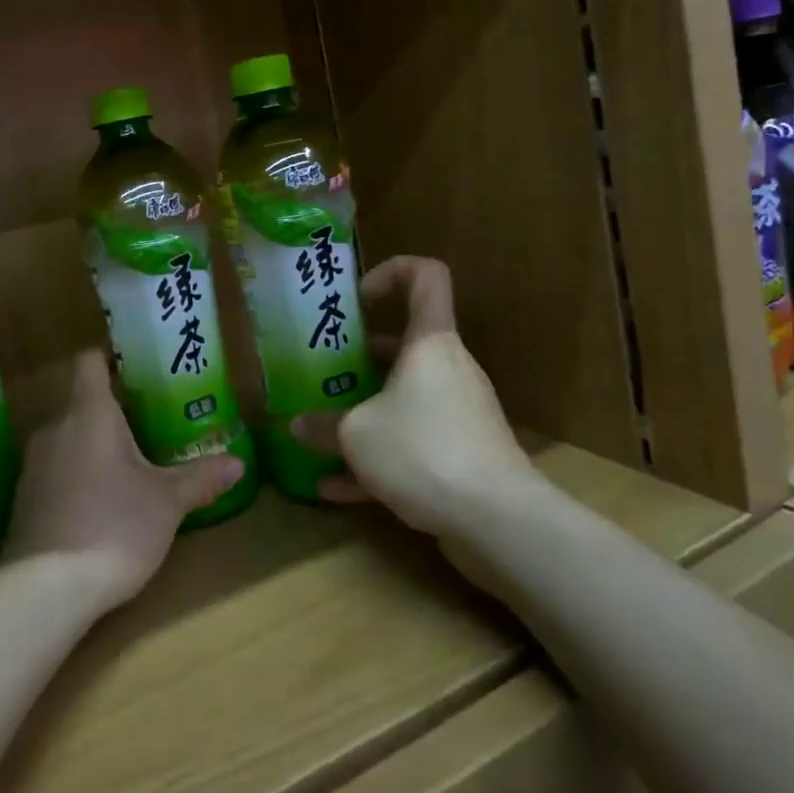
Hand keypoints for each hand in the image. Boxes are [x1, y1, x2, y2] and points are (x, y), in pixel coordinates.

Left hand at [4, 349, 245, 616]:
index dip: (109, 359)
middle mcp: (55, 428)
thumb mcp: (167, 502)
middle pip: (80, 401)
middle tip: (148, 423)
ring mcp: (33, 464)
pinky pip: (53, 470)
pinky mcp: (23, 499)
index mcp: (89, 413)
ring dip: (92, 445)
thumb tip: (238, 463)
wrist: (47, 590)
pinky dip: (74, 475)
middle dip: (112, 410)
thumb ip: (200, 478)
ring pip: (66, 437)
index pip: (89, 362)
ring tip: (126, 464)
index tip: (135, 370)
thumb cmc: (115, 527)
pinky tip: (97, 503)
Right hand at [293, 256, 532, 540]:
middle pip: (406, 344)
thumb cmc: (423, 449)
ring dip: (365, 410)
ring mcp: (458, 412)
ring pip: (405, 397)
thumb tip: (296, 425)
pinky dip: (378, 456)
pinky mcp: (462, 453)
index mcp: (430, 342)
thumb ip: (322, 426)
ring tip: (323, 427)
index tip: (358, 298)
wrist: (498, 521)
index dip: (391, 271)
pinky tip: (335, 487)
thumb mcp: (357, 435)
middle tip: (324, 371)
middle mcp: (448, 368)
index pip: (426, 276)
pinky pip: (412, 442)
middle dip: (360, 356)